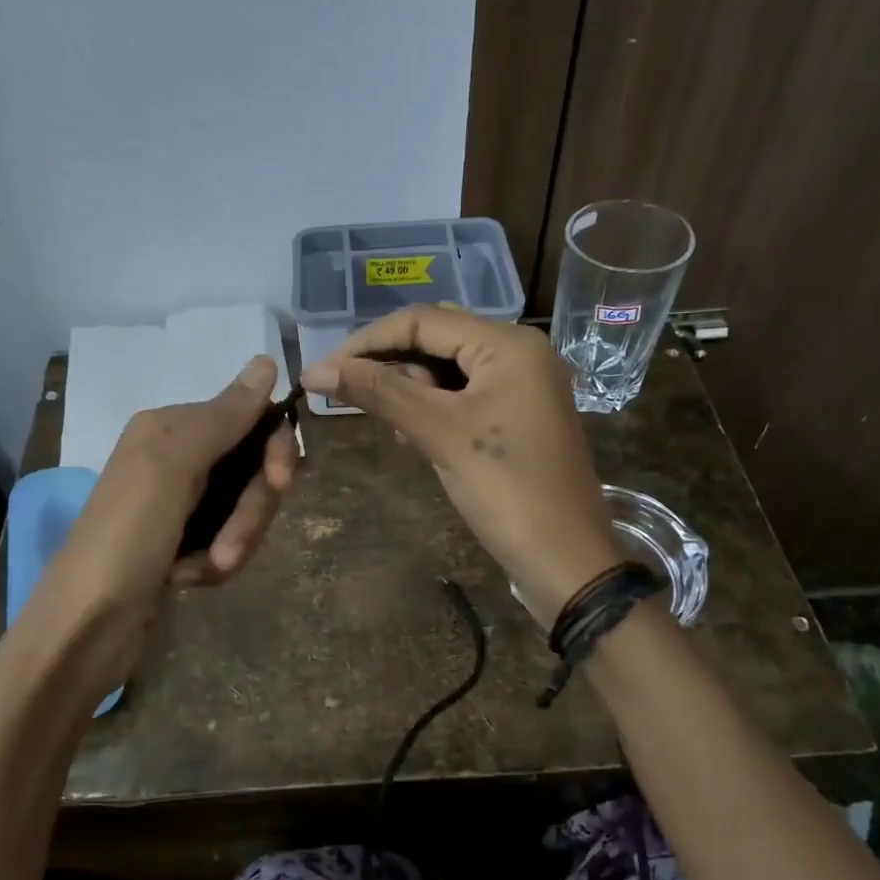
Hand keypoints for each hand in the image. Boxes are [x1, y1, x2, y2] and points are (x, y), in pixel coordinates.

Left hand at [25, 355, 298, 697]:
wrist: (83, 630)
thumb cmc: (125, 538)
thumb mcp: (172, 467)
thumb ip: (222, 416)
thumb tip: (266, 360)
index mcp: (170, 429)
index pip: (250, 419)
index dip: (274, 450)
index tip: (283, 482)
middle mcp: (175, 458)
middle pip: (252, 470)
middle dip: (250, 512)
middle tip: (227, 549)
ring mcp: (179, 504)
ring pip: (245, 510)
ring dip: (233, 543)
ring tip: (203, 572)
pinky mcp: (181, 544)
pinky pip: (227, 541)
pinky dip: (215, 564)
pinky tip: (188, 581)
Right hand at [301, 307, 619, 618]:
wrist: (565, 558)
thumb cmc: (505, 488)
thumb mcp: (439, 433)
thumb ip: (378, 392)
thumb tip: (313, 370)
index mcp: (508, 344)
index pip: (423, 321)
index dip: (367, 342)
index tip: (324, 370)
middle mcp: (519, 352)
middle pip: (437, 339)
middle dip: (391, 365)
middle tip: (350, 396)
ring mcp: (523, 385)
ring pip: (449, 369)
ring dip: (411, 389)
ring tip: (390, 425)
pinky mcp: (519, 415)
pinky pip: (465, 396)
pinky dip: (434, 408)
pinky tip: (413, 435)